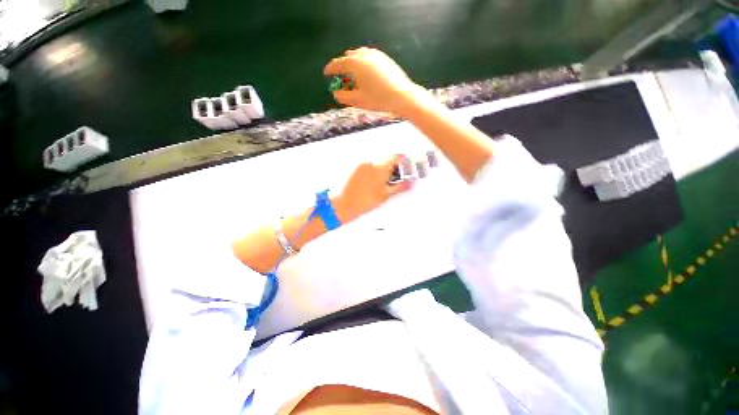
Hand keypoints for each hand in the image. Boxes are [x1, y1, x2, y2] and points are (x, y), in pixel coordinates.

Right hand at [324, 47, 430, 116]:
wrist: (401, 96)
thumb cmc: (378, 99)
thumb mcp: (358, 100)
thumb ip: (344, 96)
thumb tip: (335, 93)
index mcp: (355, 63)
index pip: (338, 64)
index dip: (331, 69)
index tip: (326, 73)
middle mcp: (364, 55)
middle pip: (348, 58)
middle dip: (343, 66)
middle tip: (341, 77)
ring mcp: (375, 54)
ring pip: (359, 55)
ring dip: (353, 64)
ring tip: (353, 74)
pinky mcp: (384, 58)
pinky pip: (369, 57)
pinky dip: (363, 63)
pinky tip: (366, 72)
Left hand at [335, 155, 412, 221]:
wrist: (348, 204)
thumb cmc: (367, 201)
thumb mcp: (386, 195)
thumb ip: (400, 187)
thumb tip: (410, 183)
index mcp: (381, 169)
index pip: (396, 158)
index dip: (403, 161)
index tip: (407, 166)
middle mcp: (372, 164)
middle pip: (387, 162)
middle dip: (393, 170)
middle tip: (394, 181)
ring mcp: (363, 167)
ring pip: (378, 166)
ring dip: (383, 172)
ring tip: (382, 186)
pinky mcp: (357, 170)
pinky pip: (370, 168)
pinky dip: (374, 173)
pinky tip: (373, 184)